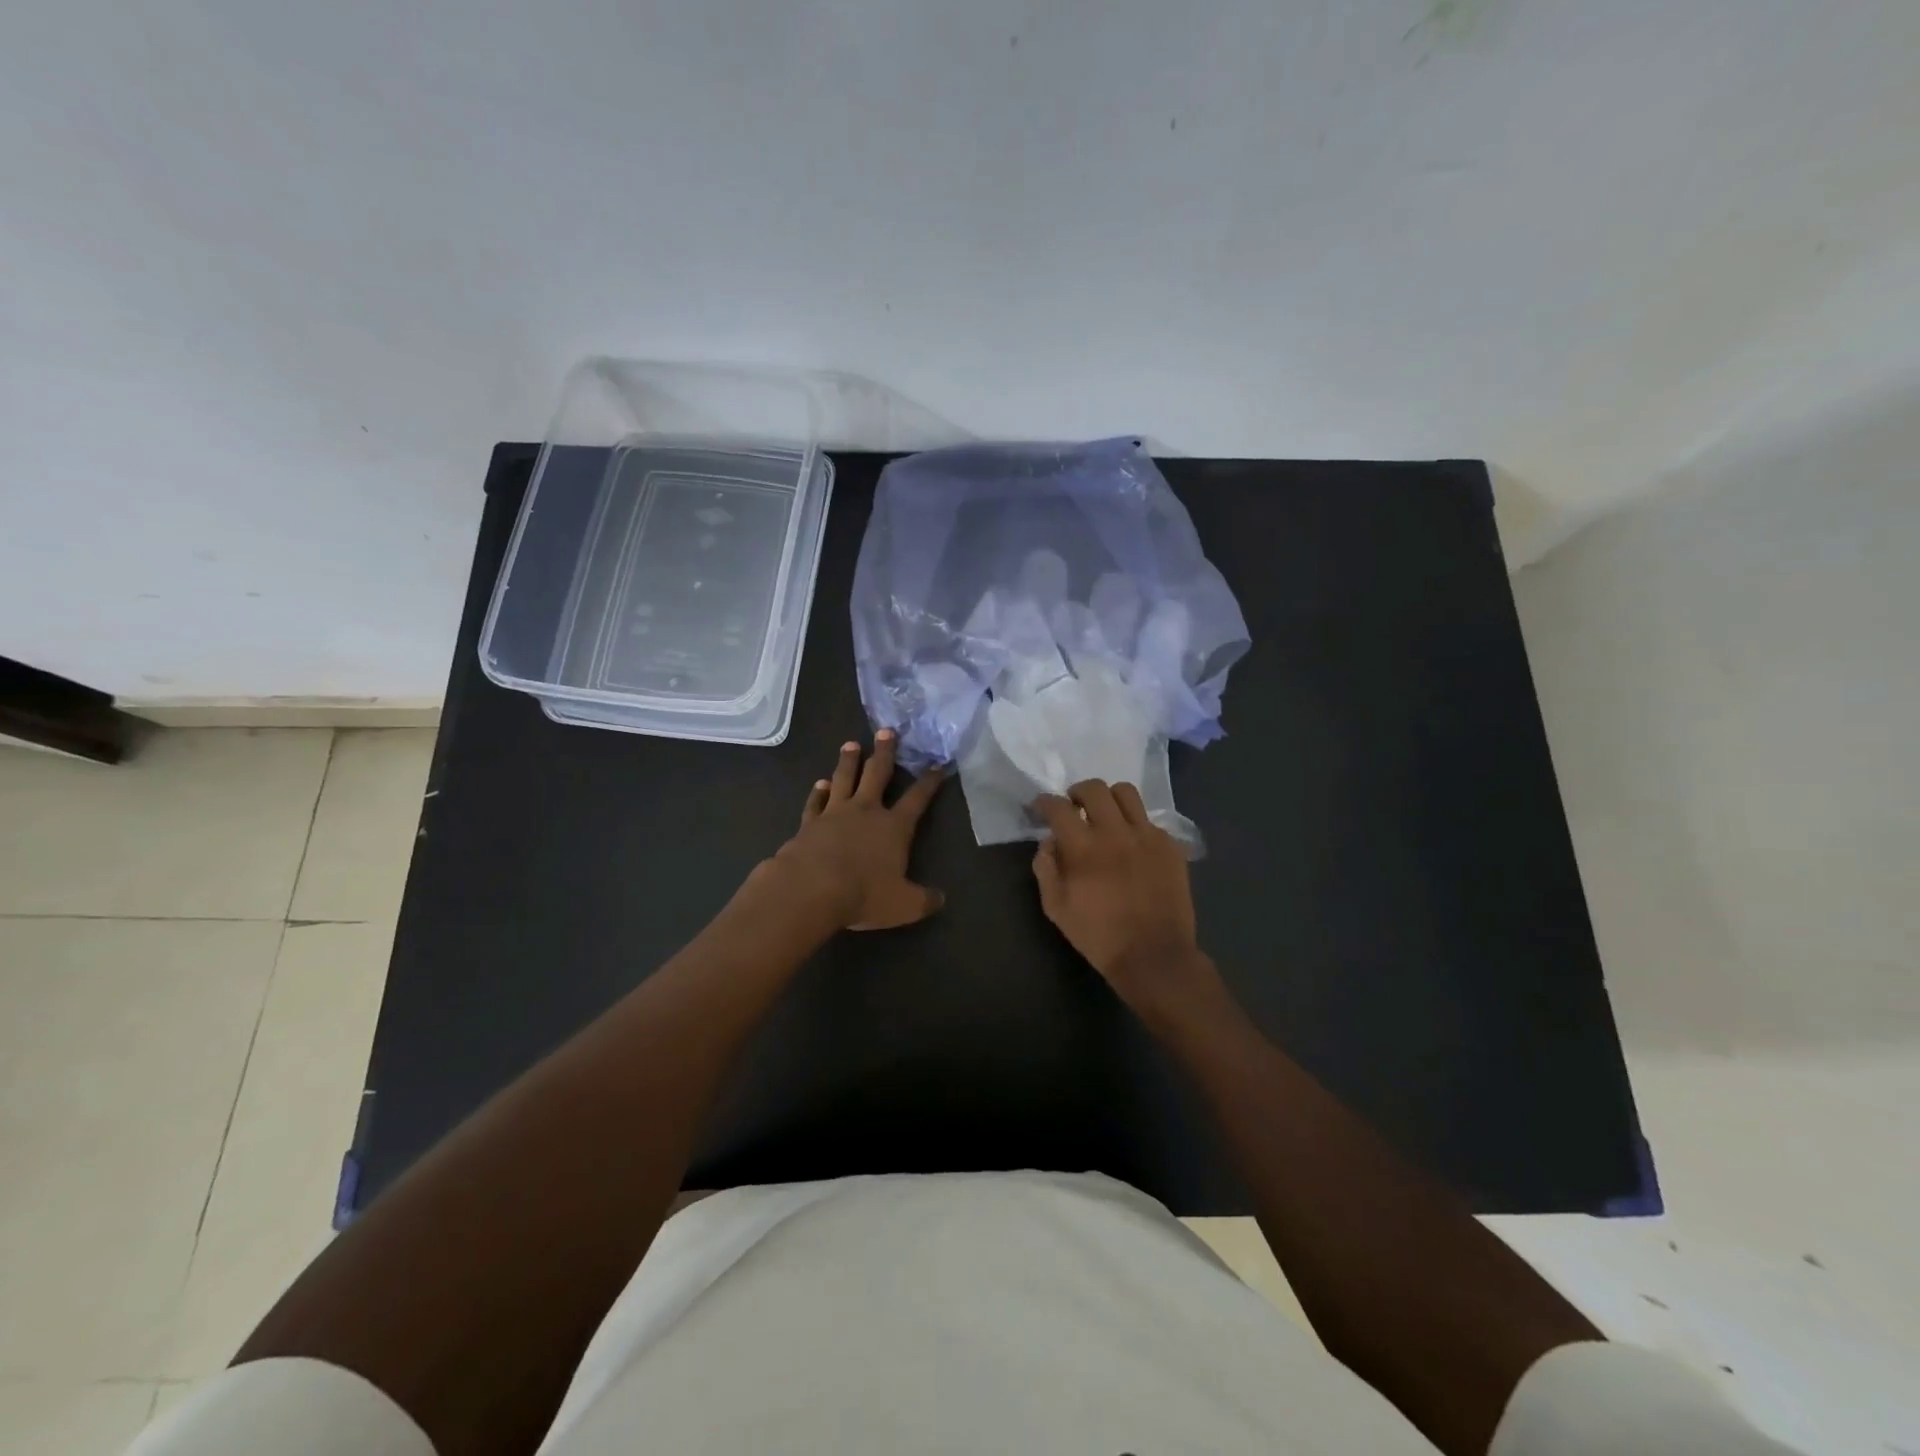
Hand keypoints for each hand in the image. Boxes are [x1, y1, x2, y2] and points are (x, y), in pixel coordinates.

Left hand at [769, 731, 946, 930]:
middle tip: (886, 731)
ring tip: (851, 744)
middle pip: (877, 774)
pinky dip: (818, 792)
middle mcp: (866, 811)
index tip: (937, 765)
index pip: (917, 799)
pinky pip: (815, 802)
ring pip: (844, 779)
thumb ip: (924, 900)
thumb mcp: (904, 905)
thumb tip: (941, 899)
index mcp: (894, 826)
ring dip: (848, 761)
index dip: (929, 782)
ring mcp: (835, 813)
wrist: (811, 889)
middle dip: (884, 752)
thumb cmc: (864, 894)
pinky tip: (820, 783)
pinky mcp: (809, 823)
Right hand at [1031, 780, 1219, 1020]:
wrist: (1154, 956)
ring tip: (1105, 816)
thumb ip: (1046, 868)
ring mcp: (1147, 836)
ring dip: (1109, 799)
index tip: (1041, 807)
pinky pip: (1149, 820)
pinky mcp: (1170, 846)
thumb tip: (1049, 841)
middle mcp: (1116, 832)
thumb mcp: (1056, 908)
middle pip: (1094, 788)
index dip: (1045, 802)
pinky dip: (1135, 825)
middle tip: (1074, 808)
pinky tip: (1132, 845)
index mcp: (1084, 847)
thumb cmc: (1099, 936)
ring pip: (1126, 793)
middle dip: (1077, 793)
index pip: (1059, 807)